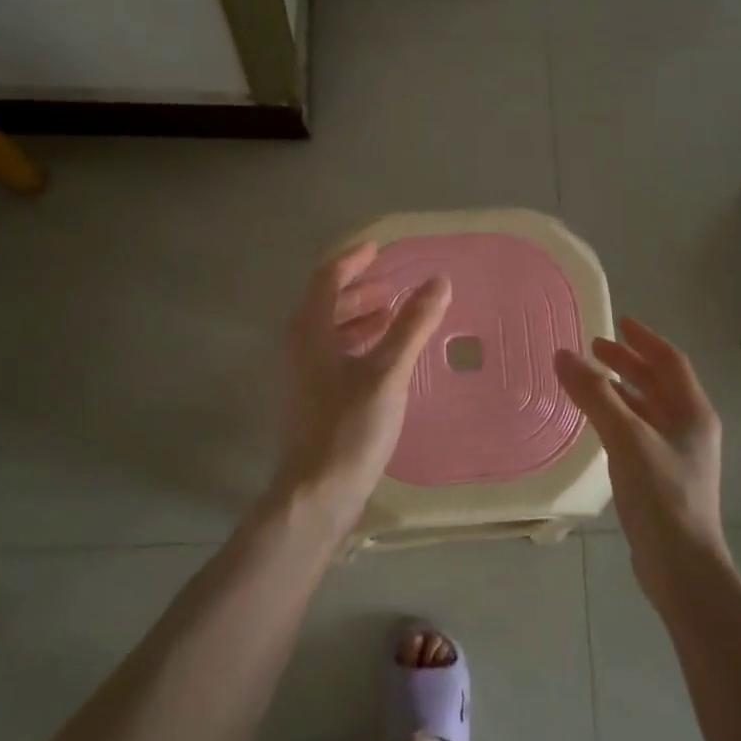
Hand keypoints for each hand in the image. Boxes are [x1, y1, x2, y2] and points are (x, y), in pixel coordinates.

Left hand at [275, 241, 451, 525]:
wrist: (318, 491)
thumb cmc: (350, 426)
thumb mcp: (387, 371)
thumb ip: (412, 325)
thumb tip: (438, 281)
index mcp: (310, 331)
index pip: (326, 279)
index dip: (352, 260)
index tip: (379, 249)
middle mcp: (301, 347)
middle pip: (327, 304)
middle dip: (360, 289)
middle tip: (394, 286)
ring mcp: (305, 375)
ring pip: (331, 331)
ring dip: (361, 317)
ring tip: (394, 315)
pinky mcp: (315, 399)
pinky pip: (336, 354)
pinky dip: (360, 343)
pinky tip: (385, 357)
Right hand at [554, 319, 727, 599]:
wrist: (682, 568)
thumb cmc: (661, 496)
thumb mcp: (627, 439)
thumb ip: (595, 396)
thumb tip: (563, 355)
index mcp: (693, 412)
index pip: (670, 361)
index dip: (644, 339)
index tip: (618, 322)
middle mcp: (690, 428)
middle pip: (659, 383)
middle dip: (628, 363)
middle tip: (594, 349)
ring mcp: (678, 455)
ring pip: (649, 409)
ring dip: (622, 390)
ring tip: (589, 381)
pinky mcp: (663, 478)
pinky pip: (639, 432)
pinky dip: (619, 417)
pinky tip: (598, 425)